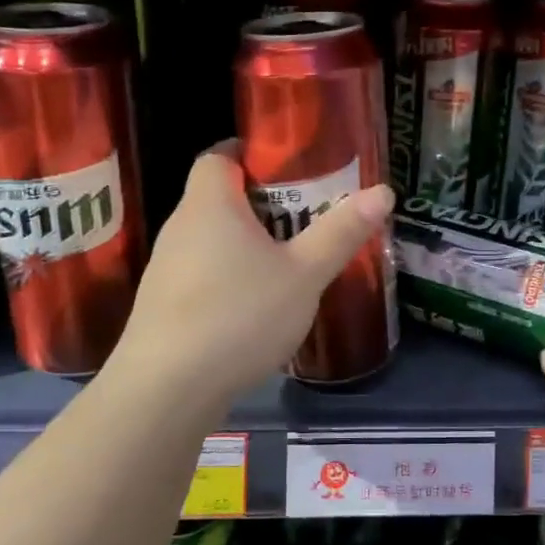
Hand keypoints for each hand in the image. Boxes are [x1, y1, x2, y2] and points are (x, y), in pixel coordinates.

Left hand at [111, 141, 394, 405]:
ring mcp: (165, 269)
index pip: (219, 155)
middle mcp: (180, 227)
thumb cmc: (239, 315)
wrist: (166, 391)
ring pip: (210, 240)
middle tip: (305, 216)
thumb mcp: (304, 274)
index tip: (288, 168)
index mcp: (210, 204)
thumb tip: (383, 191)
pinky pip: (201, 274)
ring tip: (287, 262)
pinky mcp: (162, 307)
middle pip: (218, 197)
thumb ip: (341, 233)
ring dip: (245, 243)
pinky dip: (228, 277)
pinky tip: (255, 307)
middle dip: (261, 202)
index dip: (250, 152)